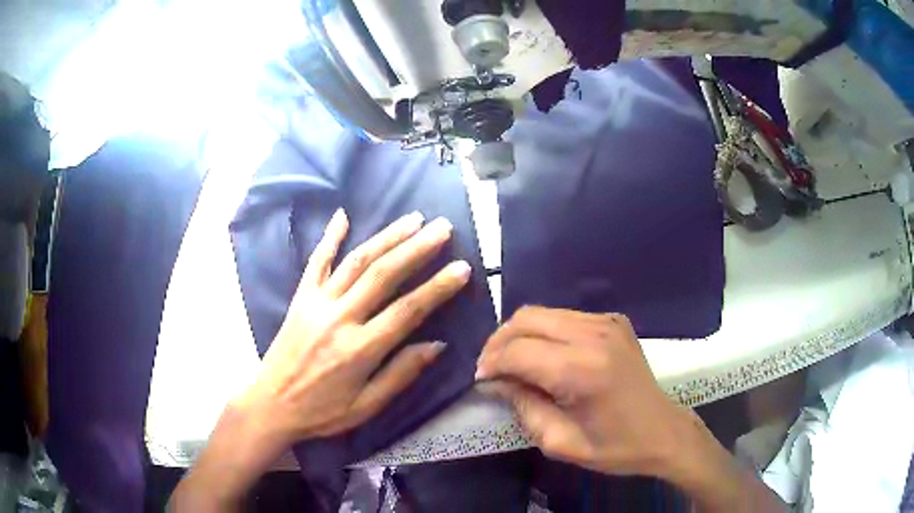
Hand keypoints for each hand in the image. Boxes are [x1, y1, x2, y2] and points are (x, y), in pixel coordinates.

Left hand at [237, 208, 470, 443]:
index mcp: (360, 349)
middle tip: (443, 228)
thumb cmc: (322, 411)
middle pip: (384, 275)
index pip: (408, 310)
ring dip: (387, 237)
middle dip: (417, 248)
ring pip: (356, 262)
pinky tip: (343, 215)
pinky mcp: (300, 298)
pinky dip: (330, 237)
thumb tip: (437, 345)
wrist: (271, 404)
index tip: (462, 268)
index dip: (438, 287)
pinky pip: (316, 262)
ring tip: (413, 219)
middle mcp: (340, 318)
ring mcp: (317, 303)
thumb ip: (401, 374)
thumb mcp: (367, 406)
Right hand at [475, 307, 690, 477]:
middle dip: (499, 342)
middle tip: (491, 369)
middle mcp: (594, 335)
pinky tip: (543, 355)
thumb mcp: (561, 443)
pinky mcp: (614, 321)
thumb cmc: (615, 447)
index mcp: (583, 371)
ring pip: (543, 312)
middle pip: (526, 319)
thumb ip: (524, 408)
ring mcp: (607, 322)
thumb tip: (496, 382)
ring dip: (519, 334)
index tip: (481, 380)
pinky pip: (564, 316)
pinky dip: (543, 331)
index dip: (491, 363)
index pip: (518, 351)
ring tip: (512, 362)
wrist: (664, 432)